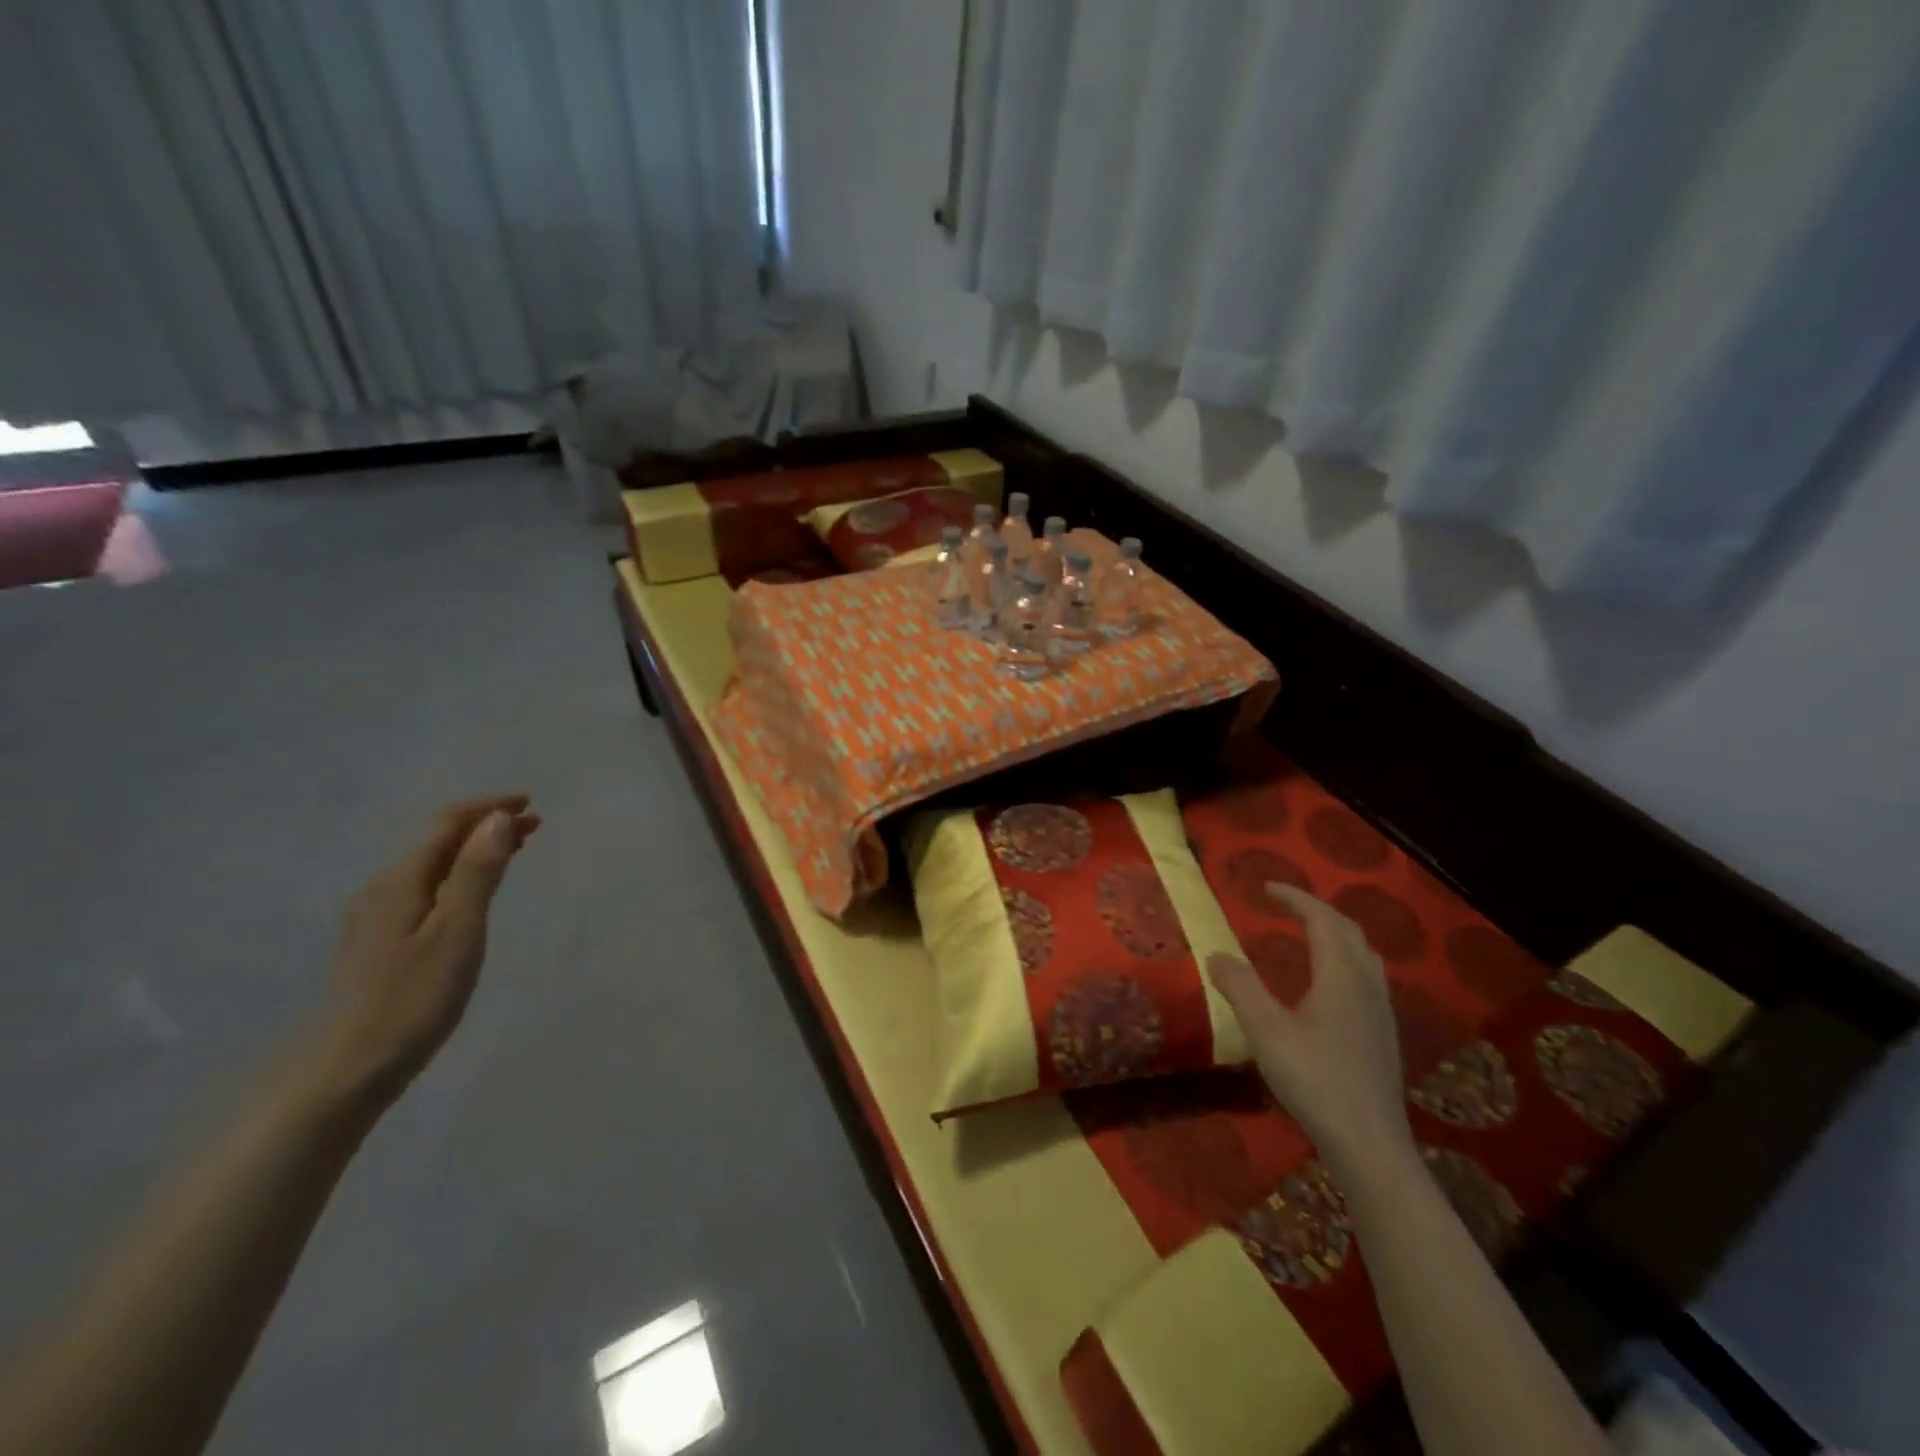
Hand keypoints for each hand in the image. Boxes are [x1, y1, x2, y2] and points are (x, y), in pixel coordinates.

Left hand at [313, 795, 538, 1105]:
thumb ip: (477, 871)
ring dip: (474, 851)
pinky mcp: (380, 941)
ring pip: (433, 865)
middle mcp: (383, 888)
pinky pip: (427, 888)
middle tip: (535, 827)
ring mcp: (377, 916)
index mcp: (402, 880)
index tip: (530, 804)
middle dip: (486, 827)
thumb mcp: (459, 928)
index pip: (448, 824)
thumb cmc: (415, 994)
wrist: (353, 1066)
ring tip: (514, 852)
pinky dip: (459, 876)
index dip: (489, 808)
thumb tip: (497, 819)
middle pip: (439, 841)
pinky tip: (473, 892)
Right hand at [1208, 883, 1414, 1177]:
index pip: (1321, 919)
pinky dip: (1344, 958)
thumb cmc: (1314, 1079)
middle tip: (1285, 905)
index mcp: (1339, 975)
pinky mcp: (1383, 1034)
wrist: (1369, 1143)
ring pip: (1363, 953)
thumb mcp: (1265, 1031)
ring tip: (1308, 934)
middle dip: (1316, 910)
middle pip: (1348, 930)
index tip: (1266, 888)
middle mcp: (1366, 984)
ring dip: (1335, 933)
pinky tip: (1329, 983)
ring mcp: (1380, 1010)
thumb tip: (1216, 954)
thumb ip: (1239, 987)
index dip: (1295, 898)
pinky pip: (1366, 975)